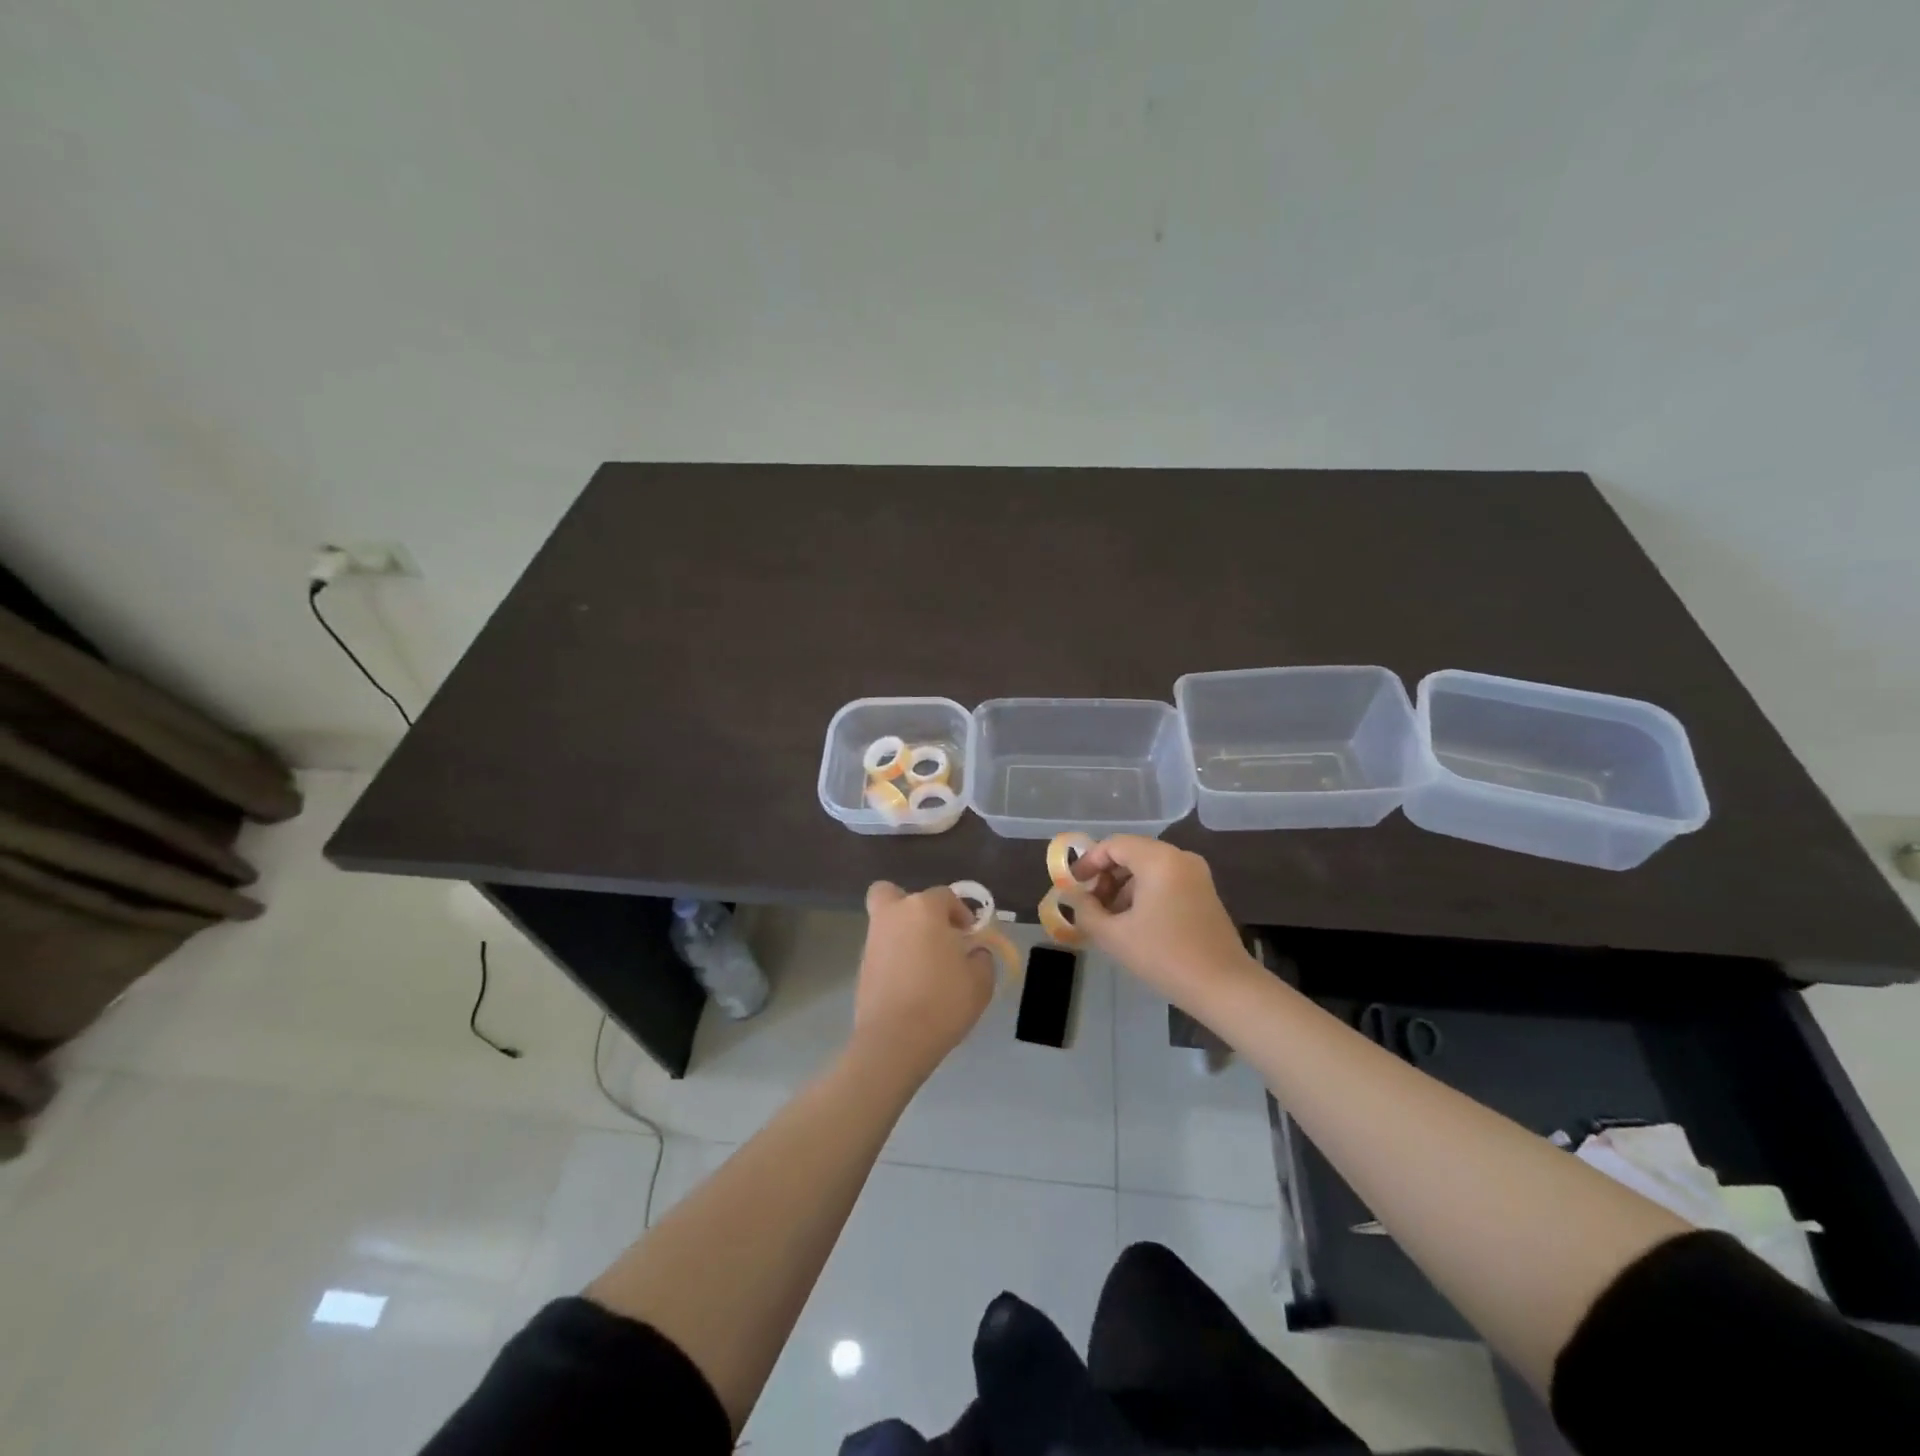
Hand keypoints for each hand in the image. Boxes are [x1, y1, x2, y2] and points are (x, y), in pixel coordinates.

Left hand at [851, 882, 995, 1082]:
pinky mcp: (861, 966)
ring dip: (903, 934)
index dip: (960, 912)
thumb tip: (974, 952)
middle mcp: (893, 915)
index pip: (944, 896)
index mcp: (923, 909)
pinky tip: (910, 984)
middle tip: (933, 933)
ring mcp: (872, 940)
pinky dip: (893, 958)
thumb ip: (982, 958)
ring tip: (925, 965)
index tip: (970, 936)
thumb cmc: (942, 1002)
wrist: (894, 1041)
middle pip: (894, 894)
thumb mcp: (980, 981)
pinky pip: (881, 950)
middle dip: (913, 908)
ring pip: (886, 922)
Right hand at [1066, 837, 1254, 1013]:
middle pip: (1131, 854)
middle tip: (1089, 904)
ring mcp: (1196, 875)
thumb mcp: (1114, 936)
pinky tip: (1133, 924)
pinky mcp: (1204, 893)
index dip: (1088, 862)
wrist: (1224, 987)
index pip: (1114, 845)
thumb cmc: (1165, 956)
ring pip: (1148, 869)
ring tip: (1108, 919)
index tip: (1072, 885)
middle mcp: (1180, 858)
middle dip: (1105, 877)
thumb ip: (1086, 910)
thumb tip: (1075, 897)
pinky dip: (1144, 894)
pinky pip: (1165, 881)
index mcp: (1158, 859)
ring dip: (1123, 888)